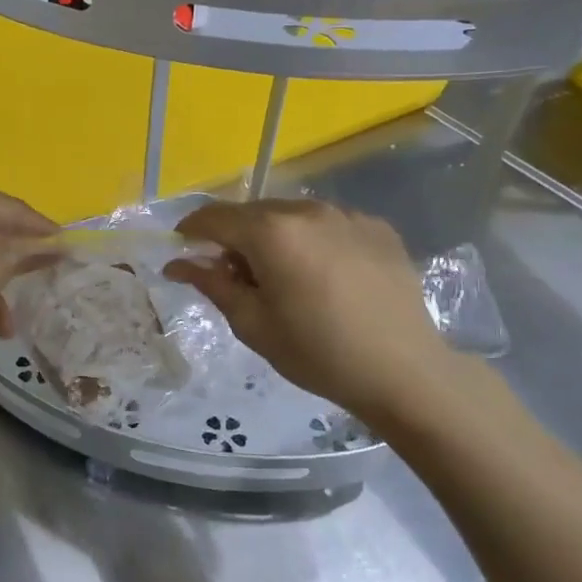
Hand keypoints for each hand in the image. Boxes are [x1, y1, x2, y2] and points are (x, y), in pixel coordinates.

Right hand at [165, 198, 463, 427]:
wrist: (404, 371)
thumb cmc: (317, 353)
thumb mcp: (253, 324)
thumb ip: (212, 284)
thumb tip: (177, 263)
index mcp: (271, 232)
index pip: (215, 217)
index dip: (192, 229)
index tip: (183, 247)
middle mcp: (307, 210)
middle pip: (253, 213)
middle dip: (235, 237)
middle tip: (236, 276)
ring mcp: (346, 215)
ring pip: (292, 216)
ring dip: (275, 237)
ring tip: (284, 277)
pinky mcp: (377, 227)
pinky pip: (328, 224)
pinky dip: (313, 241)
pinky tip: (325, 276)